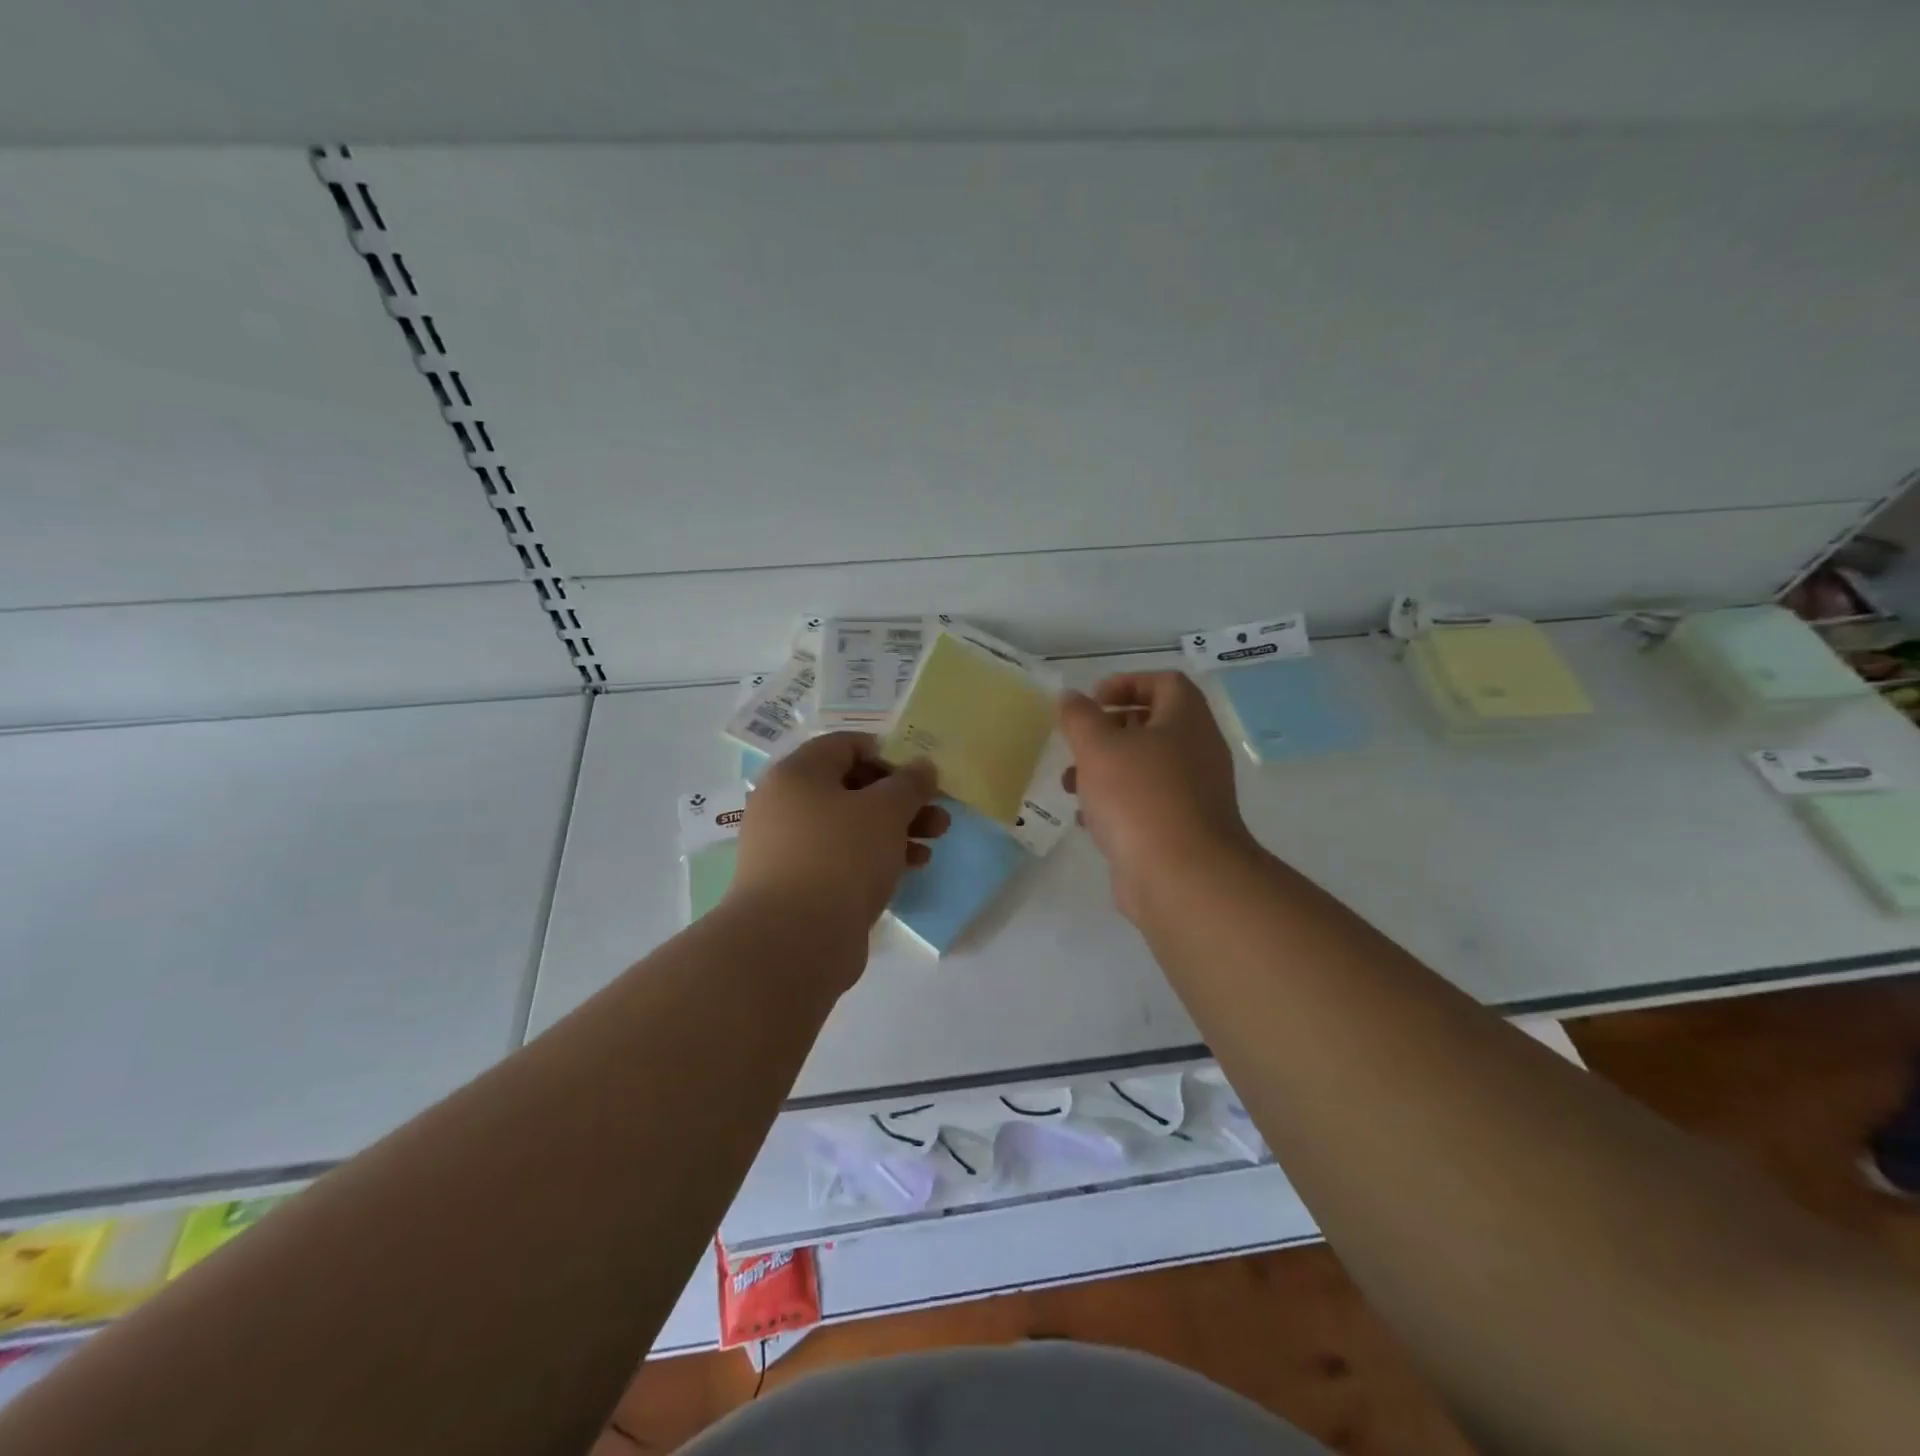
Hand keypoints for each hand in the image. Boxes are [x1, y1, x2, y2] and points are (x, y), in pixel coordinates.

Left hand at [729, 733, 948, 953]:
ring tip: (934, 843)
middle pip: (851, 788)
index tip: (920, 776)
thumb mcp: (885, 811)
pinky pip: (842, 858)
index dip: (888, 755)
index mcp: (797, 774)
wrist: (792, 942)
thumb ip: (909, 784)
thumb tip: (922, 767)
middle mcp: (785, 805)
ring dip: (895, 830)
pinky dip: (875, 857)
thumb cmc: (840, 858)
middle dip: (900, 799)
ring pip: (850, 826)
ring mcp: (788, 848)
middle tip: (937, 814)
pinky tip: (910, 869)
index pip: (845, 745)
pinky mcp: (798, 884)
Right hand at [1058, 672, 1257, 921]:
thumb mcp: (1098, 747)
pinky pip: (1146, 805)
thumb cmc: (1139, 797)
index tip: (1093, 699)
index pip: (1165, 682)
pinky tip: (1087, 820)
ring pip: (1145, 768)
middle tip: (1078, 743)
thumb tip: (1071, 697)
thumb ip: (1080, 717)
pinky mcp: (1181, 830)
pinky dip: (1116, 805)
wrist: (1182, 877)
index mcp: (1186, 721)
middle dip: (1108, 730)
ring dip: (1106, 770)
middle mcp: (1197, 752)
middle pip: (1153, 726)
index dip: (1127, 682)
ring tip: (1070, 785)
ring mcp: (1193, 794)